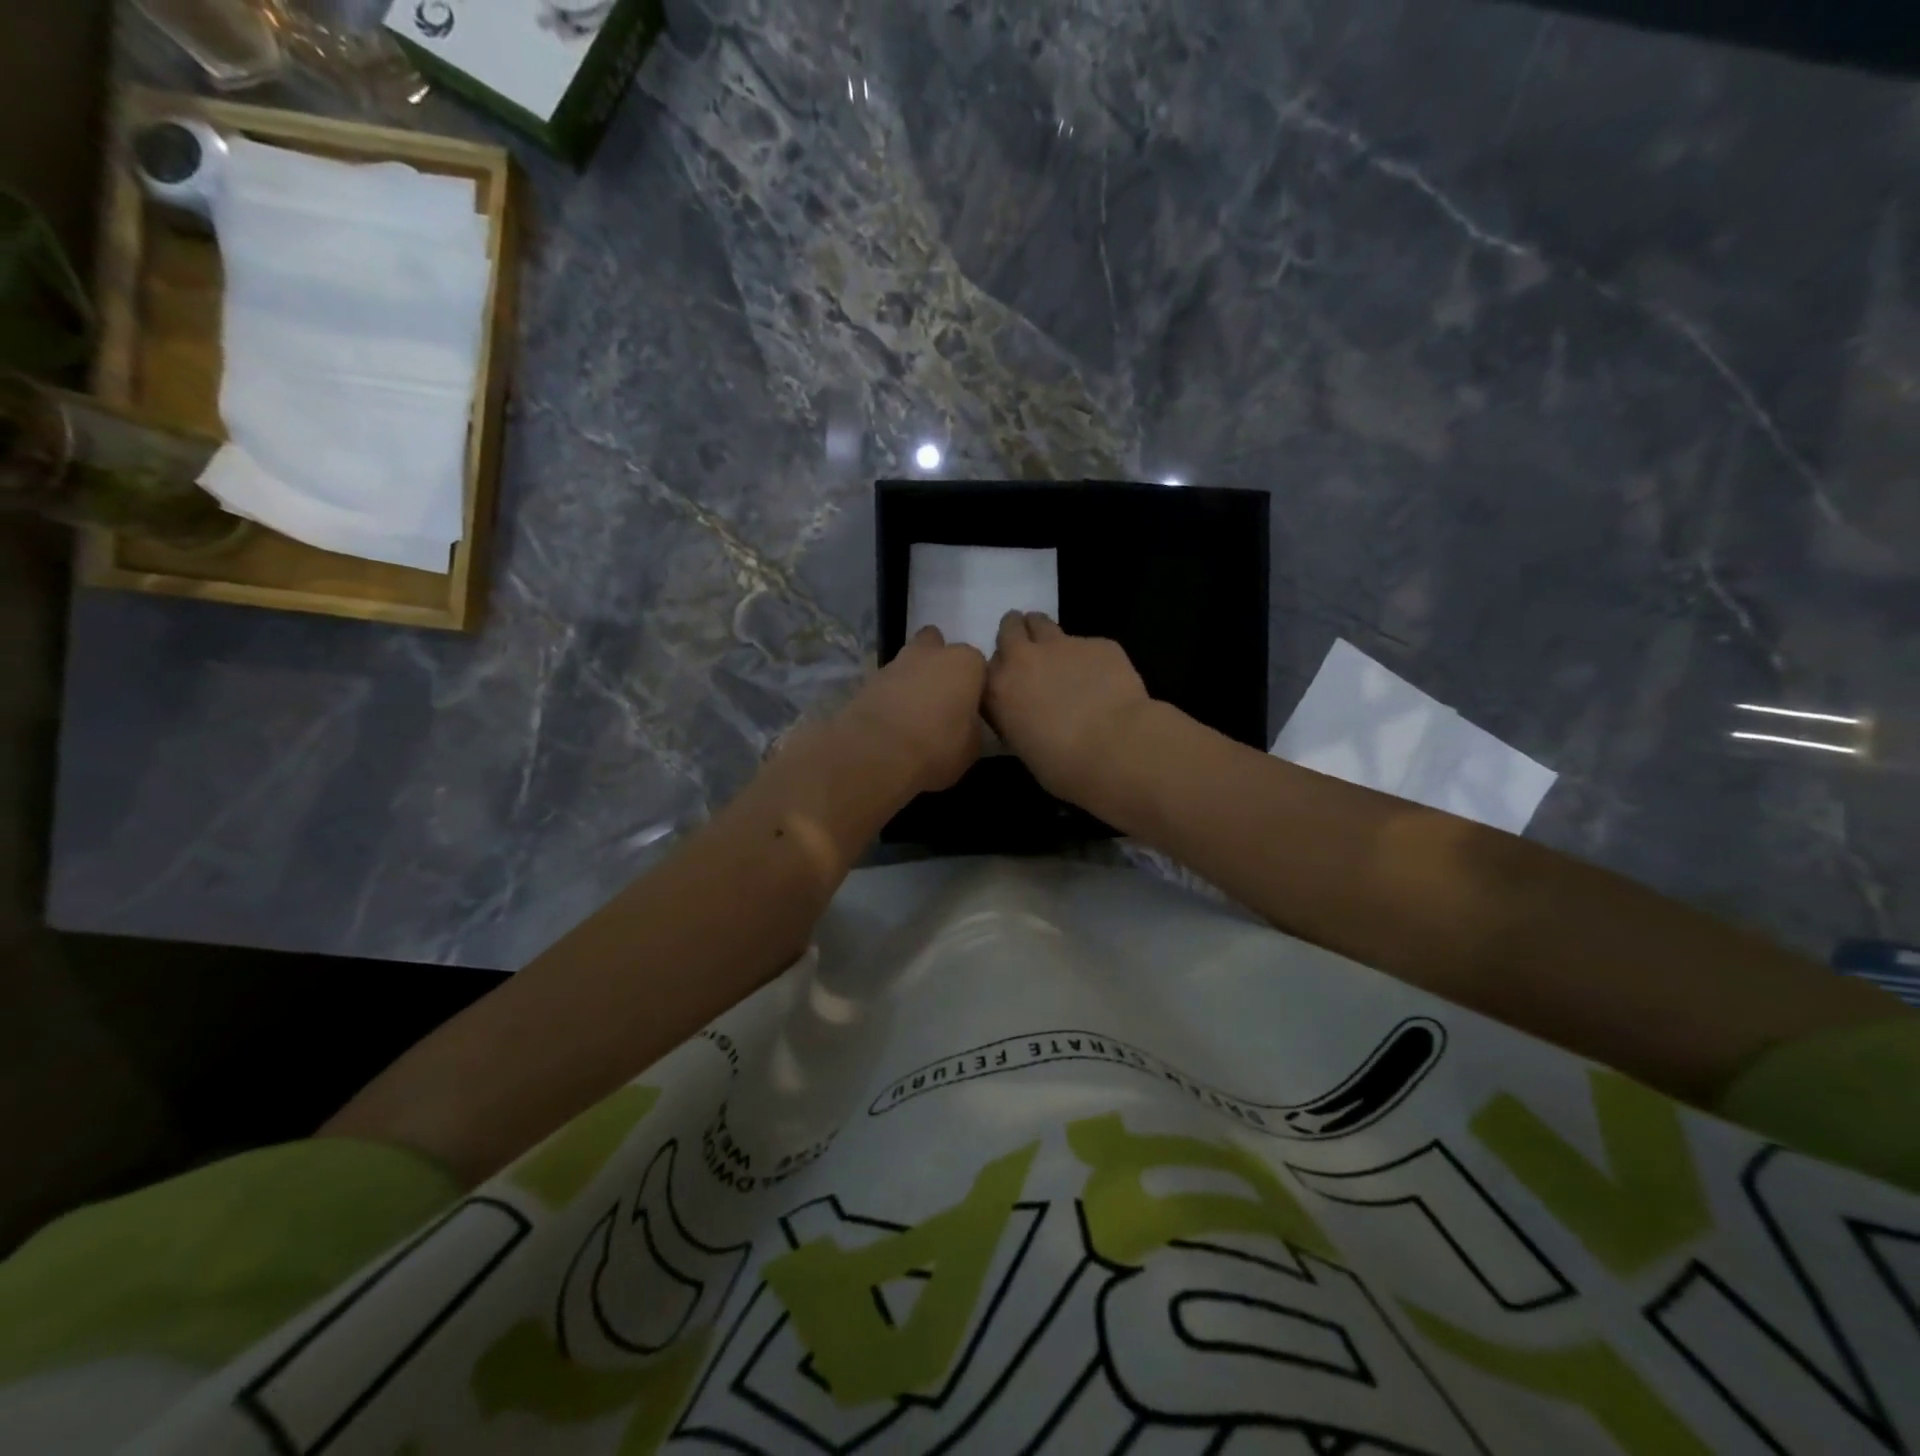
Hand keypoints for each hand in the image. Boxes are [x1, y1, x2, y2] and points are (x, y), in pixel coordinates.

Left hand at [836, 626, 987, 793]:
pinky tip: (892, 719)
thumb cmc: (937, 747)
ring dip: (912, 678)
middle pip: (937, 646)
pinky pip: (888, 682)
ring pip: (909, 662)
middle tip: (940, 697)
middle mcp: (931, 653)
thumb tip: (963, 721)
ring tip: (913, 712)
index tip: (969, 706)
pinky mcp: (869, 679)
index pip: (977, 664)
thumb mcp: (972, 746)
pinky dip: (890, 694)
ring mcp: (896, 662)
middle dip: (938, 664)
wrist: (878, 752)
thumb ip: (971, 723)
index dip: (973, 684)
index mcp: (965, 663)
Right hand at [984, 611, 1149, 804]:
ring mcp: (1061, 645)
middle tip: (1028, 650)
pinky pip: (1087, 644)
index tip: (1009, 681)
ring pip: (1042, 623)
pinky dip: (1090, 658)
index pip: (985, 667)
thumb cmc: (1064, 765)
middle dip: (1016, 634)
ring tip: (1060, 656)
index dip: (1000, 671)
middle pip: (1010, 628)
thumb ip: (1017, 719)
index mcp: (998, 690)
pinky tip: (1106, 681)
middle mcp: (1023, 659)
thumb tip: (1028, 714)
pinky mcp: (1097, 643)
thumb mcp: (1024, 748)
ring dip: (1045, 634)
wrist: (1116, 748)